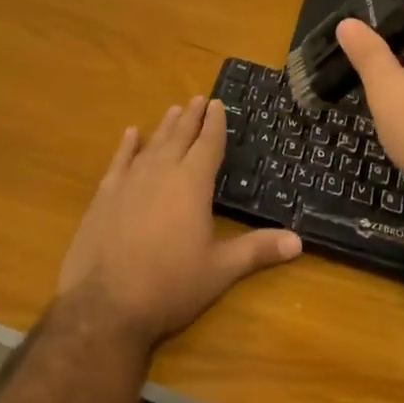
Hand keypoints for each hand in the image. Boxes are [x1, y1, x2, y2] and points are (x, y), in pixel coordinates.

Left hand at [57, 97, 301, 349]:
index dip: (215, 123)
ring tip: (174, 110)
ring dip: (165, 126)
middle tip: (198, 98)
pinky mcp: (104, 195)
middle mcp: (162, 172)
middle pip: (180, 136)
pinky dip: (127, 145)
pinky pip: (119, 160)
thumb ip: (257, 251)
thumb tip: (298, 241)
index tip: (218, 103)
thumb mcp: (219, 271)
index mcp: (192, 183)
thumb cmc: (170, 285)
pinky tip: (132, 134)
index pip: (208, 144)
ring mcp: (130, 181)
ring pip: (152, 144)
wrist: (106, 304)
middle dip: (191, 116)